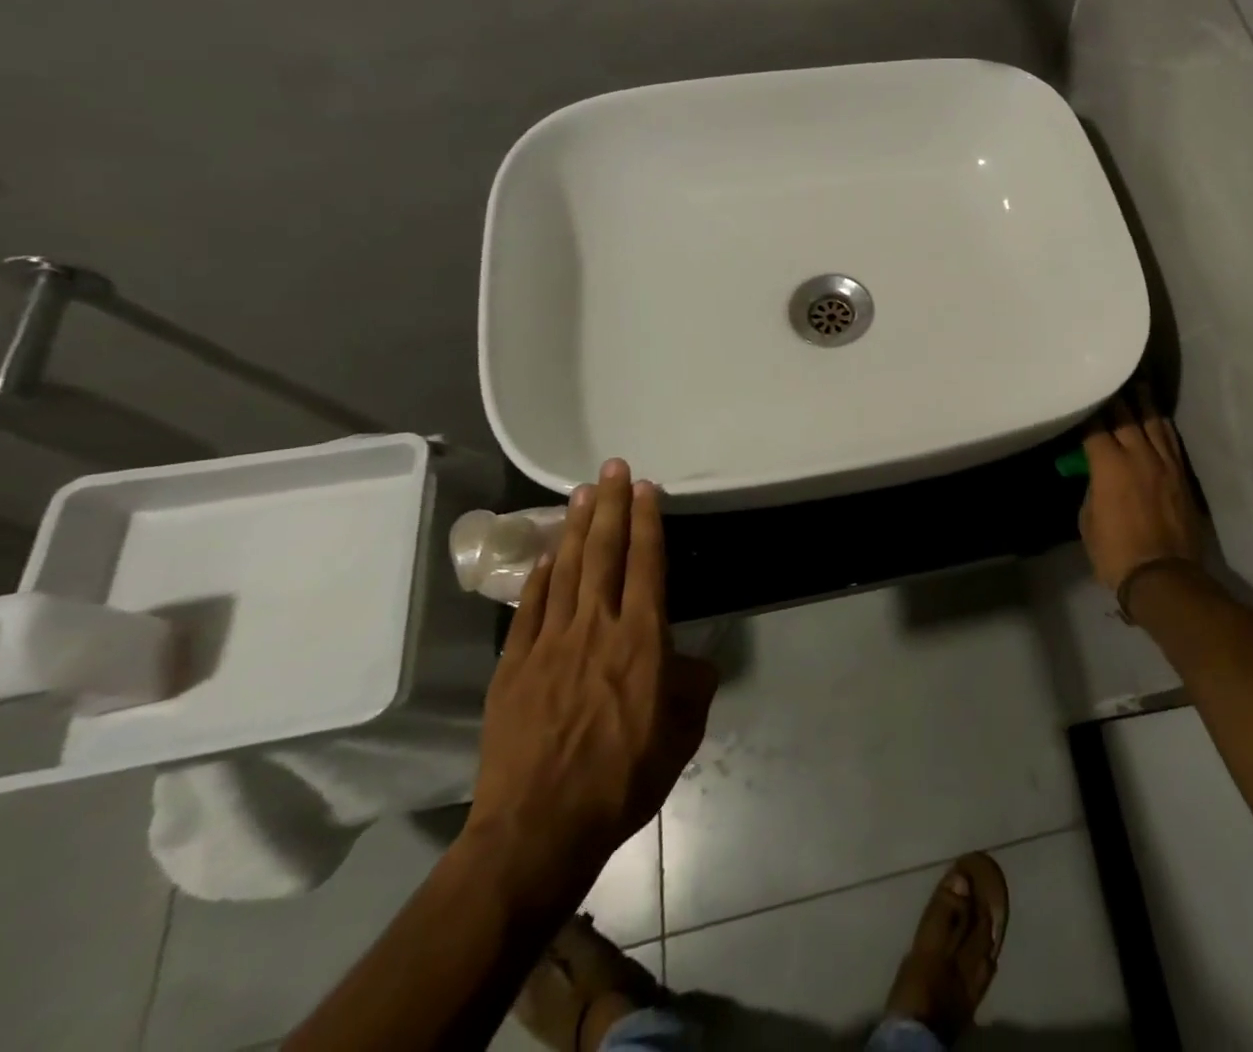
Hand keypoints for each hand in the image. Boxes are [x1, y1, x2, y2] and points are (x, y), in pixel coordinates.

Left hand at [464, 460, 717, 905]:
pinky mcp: (514, 667)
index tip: (646, 488)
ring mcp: (549, 644)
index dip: (647, 521)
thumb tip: (690, 660)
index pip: (646, 564)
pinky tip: (546, 555)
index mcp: (642, 639)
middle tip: (613, 468)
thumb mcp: (683, 732)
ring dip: (576, 527)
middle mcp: (596, 628)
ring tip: (582, 493)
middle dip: (611, 506)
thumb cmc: (623, 778)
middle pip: (605, 553)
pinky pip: (530, 608)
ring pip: (566, 570)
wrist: (539, 830)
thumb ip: (693, 685)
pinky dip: (541, 575)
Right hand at [1079, 385, 1204, 595]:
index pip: (1094, 427)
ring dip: (1143, 402)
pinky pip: (1171, 440)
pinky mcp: (1181, 474)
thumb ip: (1092, 489)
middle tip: (1109, 379)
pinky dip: (1162, 424)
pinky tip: (1158, 415)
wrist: (1164, 576)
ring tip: (1138, 383)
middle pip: (1125, 416)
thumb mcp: (1088, 520)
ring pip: (1153, 422)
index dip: (1087, 411)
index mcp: (1108, 465)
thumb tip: (1097, 476)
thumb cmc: (1115, 553)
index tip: (1081, 399)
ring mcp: (1164, 463)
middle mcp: (1137, 455)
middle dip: (1115, 397)